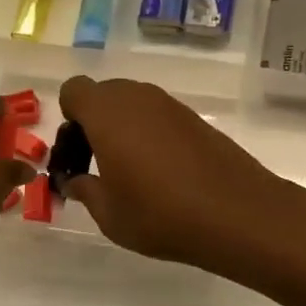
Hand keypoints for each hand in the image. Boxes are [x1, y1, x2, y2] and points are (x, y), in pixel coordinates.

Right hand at [56, 75, 295, 268]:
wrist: (236, 212)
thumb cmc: (160, 214)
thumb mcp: (109, 214)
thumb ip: (85, 190)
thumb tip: (75, 180)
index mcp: (108, 113)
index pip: (75, 90)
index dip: (70, 118)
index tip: (78, 153)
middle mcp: (138, 98)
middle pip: (104, 94)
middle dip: (94, 122)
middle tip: (99, 164)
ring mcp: (171, 105)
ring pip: (133, 103)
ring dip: (124, 127)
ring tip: (132, 172)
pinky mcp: (195, 117)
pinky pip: (159, 115)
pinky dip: (151, 133)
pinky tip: (163, 172)